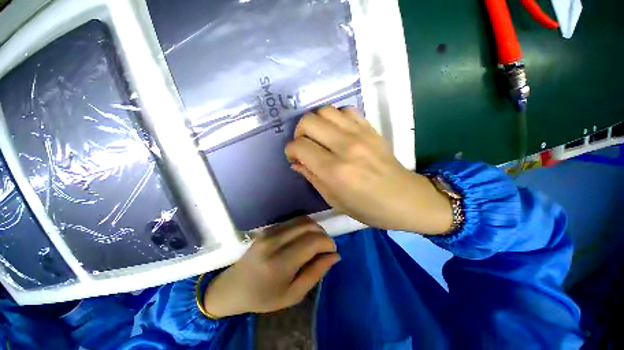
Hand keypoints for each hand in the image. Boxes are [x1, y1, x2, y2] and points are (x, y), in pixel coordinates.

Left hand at [203, 217, 339, 317]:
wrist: (234, 286)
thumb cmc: (264, 296)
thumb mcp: (293, 294)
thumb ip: (316, 273)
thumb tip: (335, 255)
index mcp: (280, 263)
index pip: (313, 241)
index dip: (328, 243)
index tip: (332, 251)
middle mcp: (275, 242)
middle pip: (309, 226)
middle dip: (323, 234)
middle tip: (325, 248)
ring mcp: (270, 232)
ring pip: (303, 219)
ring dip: (315, 228)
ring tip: (316, 242)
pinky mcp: (269, 228)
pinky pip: (294, 220)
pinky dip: (305, 226)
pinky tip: (305, 238)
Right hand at [285, 106, 452, 234]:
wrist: (405, 199)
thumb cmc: (368, 208)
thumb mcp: (334, 200)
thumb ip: (312, 178)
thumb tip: (297, 162)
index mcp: (334, 171)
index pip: (300, 146)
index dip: (290, 150)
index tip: (294, 157)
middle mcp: (345, 147)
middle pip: (308, 121)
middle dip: (299, 133)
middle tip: (304, 146)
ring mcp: (360, 134)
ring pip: (325, 111)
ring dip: (316, 123)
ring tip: (319, 137)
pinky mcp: (371, 129)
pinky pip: (346, 110)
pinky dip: (335, 118)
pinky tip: (337, 131)